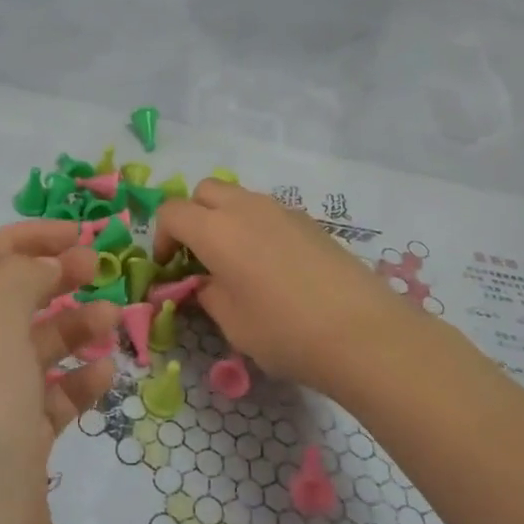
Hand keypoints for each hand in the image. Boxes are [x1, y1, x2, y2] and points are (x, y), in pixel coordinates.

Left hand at [0, 222, 117, 523]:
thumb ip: (15, 280)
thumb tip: (44, 264)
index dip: (22, 237)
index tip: (80, 233)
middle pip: (3, 306)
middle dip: (51, 278)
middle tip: (104, 272)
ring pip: (30, 355)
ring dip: (70, 330)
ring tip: (112, 325)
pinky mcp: (16, 471)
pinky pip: (49, 407)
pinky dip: (77, 385)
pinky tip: (104, 380)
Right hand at [155, 179, 426, 395]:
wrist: (362, 332)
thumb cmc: (284, 331)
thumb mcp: (231, 322)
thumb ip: (207, 294)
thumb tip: (203, 283)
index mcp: (217, 229)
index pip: (172, 212)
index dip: (161, 237)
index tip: (169, 268)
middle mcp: (246, 207)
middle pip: (205, 191)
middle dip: (193, 217)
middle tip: (198, 257)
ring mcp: (282, 210)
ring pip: (239, 197)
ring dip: (225, 219)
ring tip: (236, 263)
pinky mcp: (309, 221)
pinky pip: (268, 212)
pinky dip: (256, 227)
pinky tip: (272, 267)